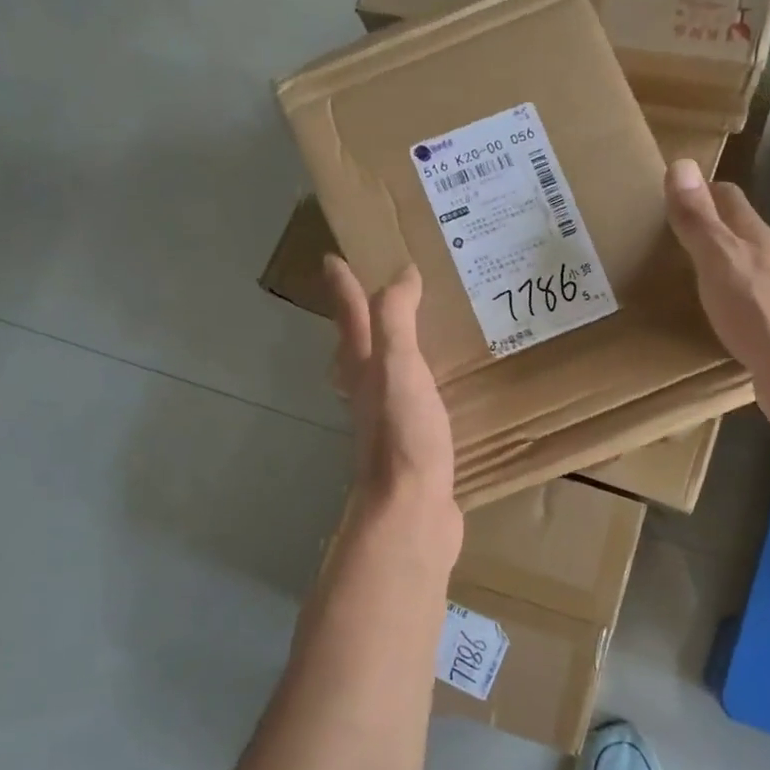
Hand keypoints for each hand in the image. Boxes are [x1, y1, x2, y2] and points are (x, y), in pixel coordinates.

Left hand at [324, 256, 461, 559]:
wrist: (411, 511)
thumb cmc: (403, 434)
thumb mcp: (398, 366)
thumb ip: (396, 319)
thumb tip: (400, 273)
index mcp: (363, 370)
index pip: (350, 318)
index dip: (342, 287)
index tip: (332, 258)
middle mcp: (369, 393)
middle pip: (357, 348)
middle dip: (360, 319)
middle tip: (372, 294)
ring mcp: (389, 422)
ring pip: (383, 376)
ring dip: (389, 352)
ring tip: (411, 335)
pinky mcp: (414, 445)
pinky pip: (413, 401)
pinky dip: (419, 385)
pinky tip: (436, 389)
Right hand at [662, 159, 769, 440]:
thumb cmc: (762, 312)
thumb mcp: (720, 260)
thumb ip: (699, 220)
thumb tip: (680, 164)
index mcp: (755, 238)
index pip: (727, 199)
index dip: (700, 190)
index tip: (666, 193)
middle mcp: (768, 262)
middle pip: (735, 233)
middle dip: (704, 227)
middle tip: (661, 234)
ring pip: (739, 270)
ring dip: (712, 266)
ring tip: (674, 274)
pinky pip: (741, 307)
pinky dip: (719, 302)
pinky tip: (703, 317)